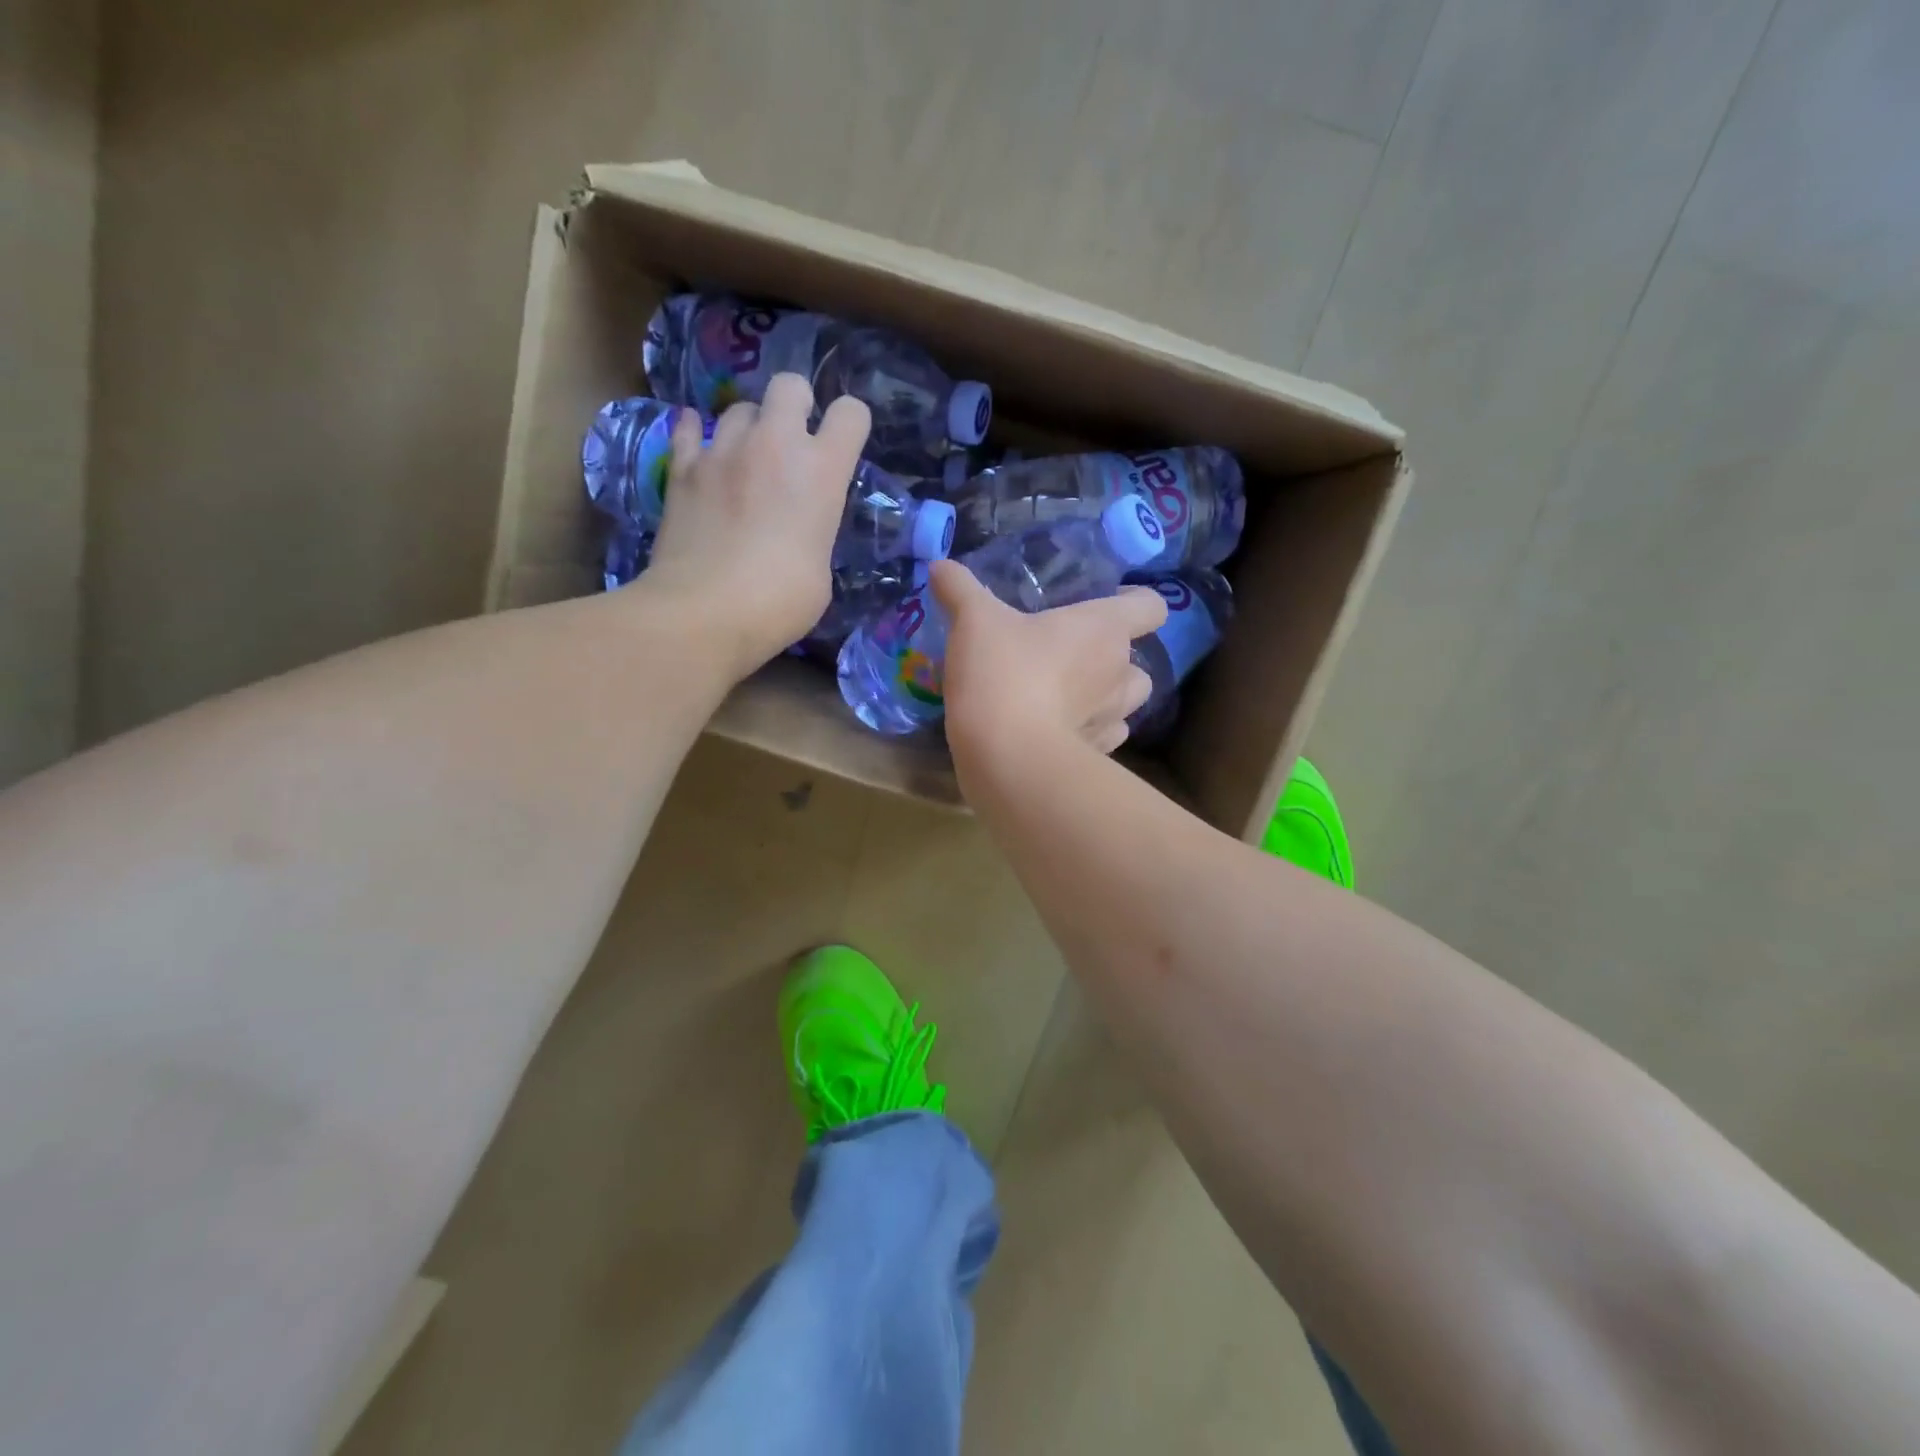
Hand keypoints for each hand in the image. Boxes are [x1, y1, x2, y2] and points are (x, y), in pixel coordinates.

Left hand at [642, 373, 869, 679]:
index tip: (844, 445)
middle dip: (796, 405)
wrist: (705, 612)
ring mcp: (722, 451)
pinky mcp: (682, 468)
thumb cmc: (780, 601)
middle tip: (793, 442)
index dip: (851, 424)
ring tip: (746, 459)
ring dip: (749, 428)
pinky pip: (689, 430)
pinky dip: (697, 435)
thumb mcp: (821, 568)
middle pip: (789, 386)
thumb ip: (816, 530)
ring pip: (739, 408)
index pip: (851, 413)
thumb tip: (800, 529)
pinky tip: (701, 448)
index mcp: (821, 471)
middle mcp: (774, 445)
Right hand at [930, 558, 1166, 770]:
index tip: (1108, 604)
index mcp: (1103, 628)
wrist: (1009, 756)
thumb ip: (959, 589)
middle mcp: (1119, 670)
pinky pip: (1105, 737)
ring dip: (1107, 698)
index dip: (1135, 602)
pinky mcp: (1097, 754)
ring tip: (1070, 697)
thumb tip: (940, 565)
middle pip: (1138, 660)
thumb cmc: (1002, 674)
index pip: (1150, 606)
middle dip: (1114, 659)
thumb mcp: (973, 621)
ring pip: (1127, 703)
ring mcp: (1113, 717)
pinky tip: (1058, 732)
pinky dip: (1089, 733)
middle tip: (1073, 658)